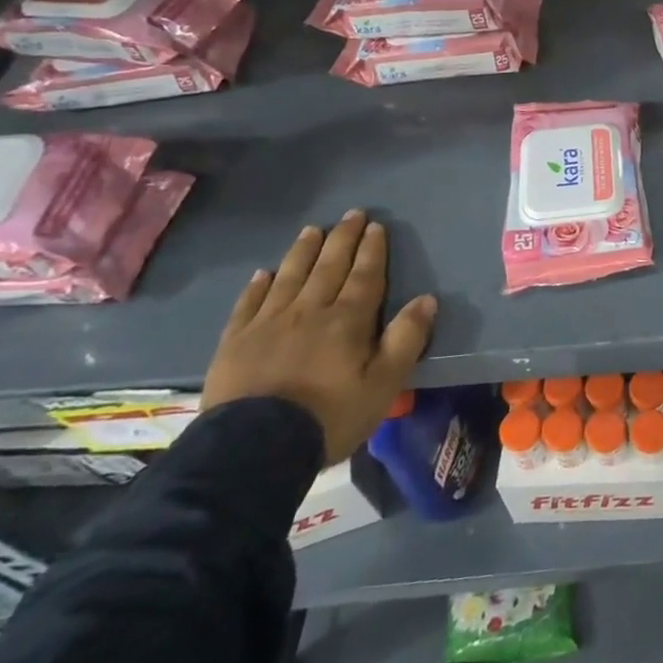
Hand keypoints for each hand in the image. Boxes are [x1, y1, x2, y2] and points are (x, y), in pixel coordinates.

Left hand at [201, 210, 435, 463]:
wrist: (254, 448)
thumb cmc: (330, 416)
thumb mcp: (384, 384)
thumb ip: (406, 339)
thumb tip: (427, 299)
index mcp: (347, 320)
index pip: (365, 275)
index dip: (372, 250)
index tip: (376, 226)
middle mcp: (309, 310)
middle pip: (329, 267)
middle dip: (342, 239)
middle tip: (351, 215)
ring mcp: (268, 323)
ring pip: (290, 276)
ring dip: (304, 251)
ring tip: (312, 230)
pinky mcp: (236, 342)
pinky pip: (249, 303)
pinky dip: (258, 285)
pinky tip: (264, 273)